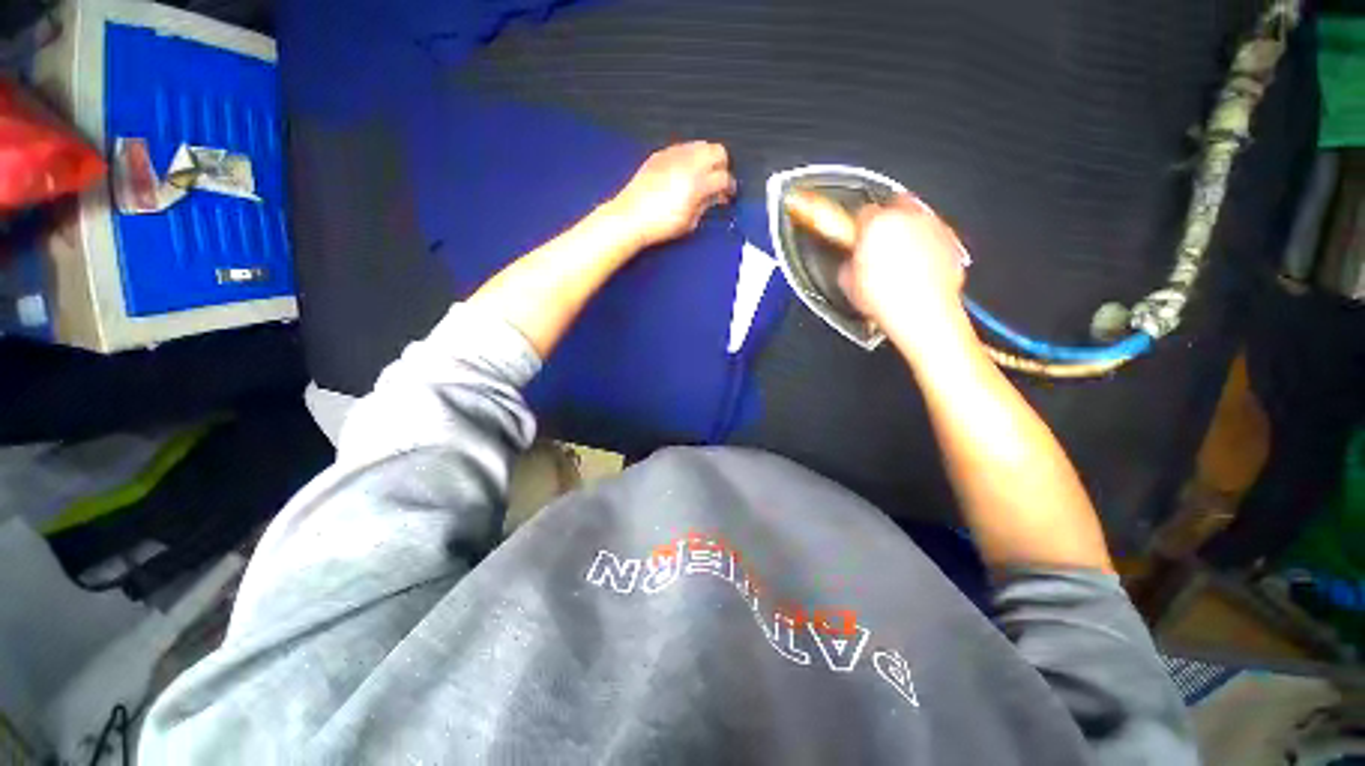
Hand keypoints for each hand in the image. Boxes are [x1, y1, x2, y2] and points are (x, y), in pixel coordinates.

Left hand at [609, 142, 736, 248]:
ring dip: (707, 158)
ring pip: (701, 144)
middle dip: (722, 166)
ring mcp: (673, 155)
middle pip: (718, 151)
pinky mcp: (660, 154)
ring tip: (702, 176)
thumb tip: (716, 197)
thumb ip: (707, 205)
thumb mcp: (690, 222)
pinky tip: (685, 172)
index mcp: (697, 183)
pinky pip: (682, 147)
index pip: (724, 177)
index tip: (729, 195)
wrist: (631, 217)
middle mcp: (688, 163)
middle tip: (718, 181)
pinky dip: (689, 157)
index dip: (730, 187)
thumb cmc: (659, 225)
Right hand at [839, 195, 967, 350]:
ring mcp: (933, 228)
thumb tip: (852, 262)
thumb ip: (849, 263)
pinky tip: (917, 268)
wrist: (922, 316)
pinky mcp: (951, 242)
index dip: (857, 228)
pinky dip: (926, 246)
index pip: (862, 213)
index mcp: (877, 223)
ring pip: (916, 219)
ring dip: (907, 232)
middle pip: (894, 207)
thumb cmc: (887, 300)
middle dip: (885, 223)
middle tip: (877, 244)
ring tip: (898, 258)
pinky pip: (934, 236)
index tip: (856, 239)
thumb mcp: (848, 283)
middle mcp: (908, 217)